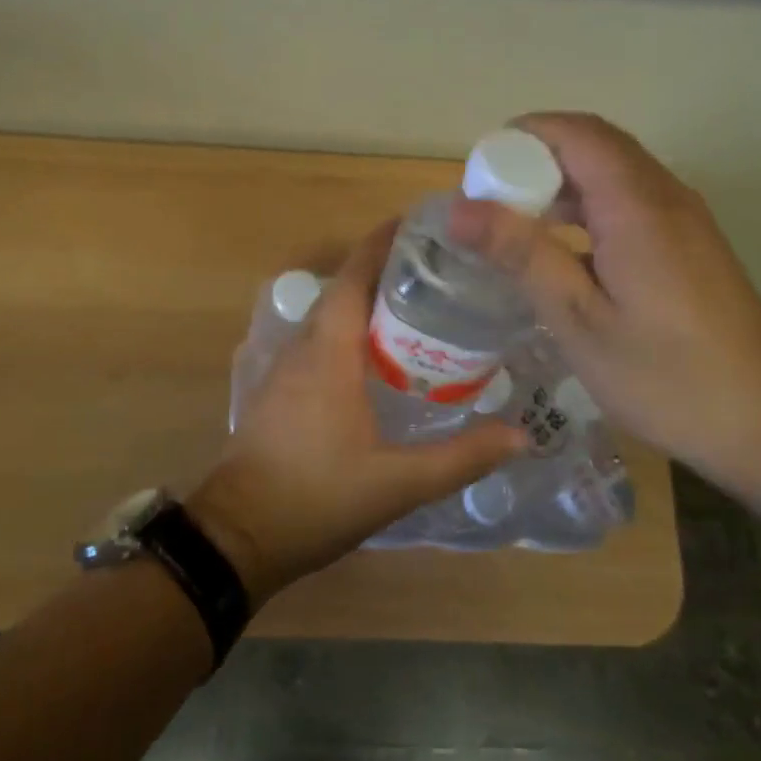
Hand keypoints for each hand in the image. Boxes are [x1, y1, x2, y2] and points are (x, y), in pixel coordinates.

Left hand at [188, 221, 525, 602]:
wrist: (239, 536)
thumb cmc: (317, 498)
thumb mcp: (398, 483)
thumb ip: (461, 458)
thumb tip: (521, 437)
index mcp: (329, 353)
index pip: (355, 277)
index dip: (382, 244)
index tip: (417, 224)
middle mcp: (302, 349)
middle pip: (343, 291)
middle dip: (383, 272)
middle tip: (437, 272)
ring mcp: (283, 370)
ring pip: (328, 319)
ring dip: (364, 304)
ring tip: (416, 310)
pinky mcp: (276, 392)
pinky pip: (316, 345)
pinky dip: (347, 335)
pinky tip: (376, 360)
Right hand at [449, 112, 760, 490]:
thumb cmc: (664, 376)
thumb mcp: (578, 319)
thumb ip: (521, 254)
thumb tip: (459, 208)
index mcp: (637, 205)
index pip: (574, 133)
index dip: (520, 139)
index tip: (476, 176)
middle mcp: (665, 196)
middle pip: (594, 145)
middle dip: (534, 160)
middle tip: (486, 205)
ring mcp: (684, 220)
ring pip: (613, 173)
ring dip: (560, 185)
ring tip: (513, 227)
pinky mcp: (690, 245)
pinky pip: (630, 202)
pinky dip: (587, 209)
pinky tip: (562, 254)